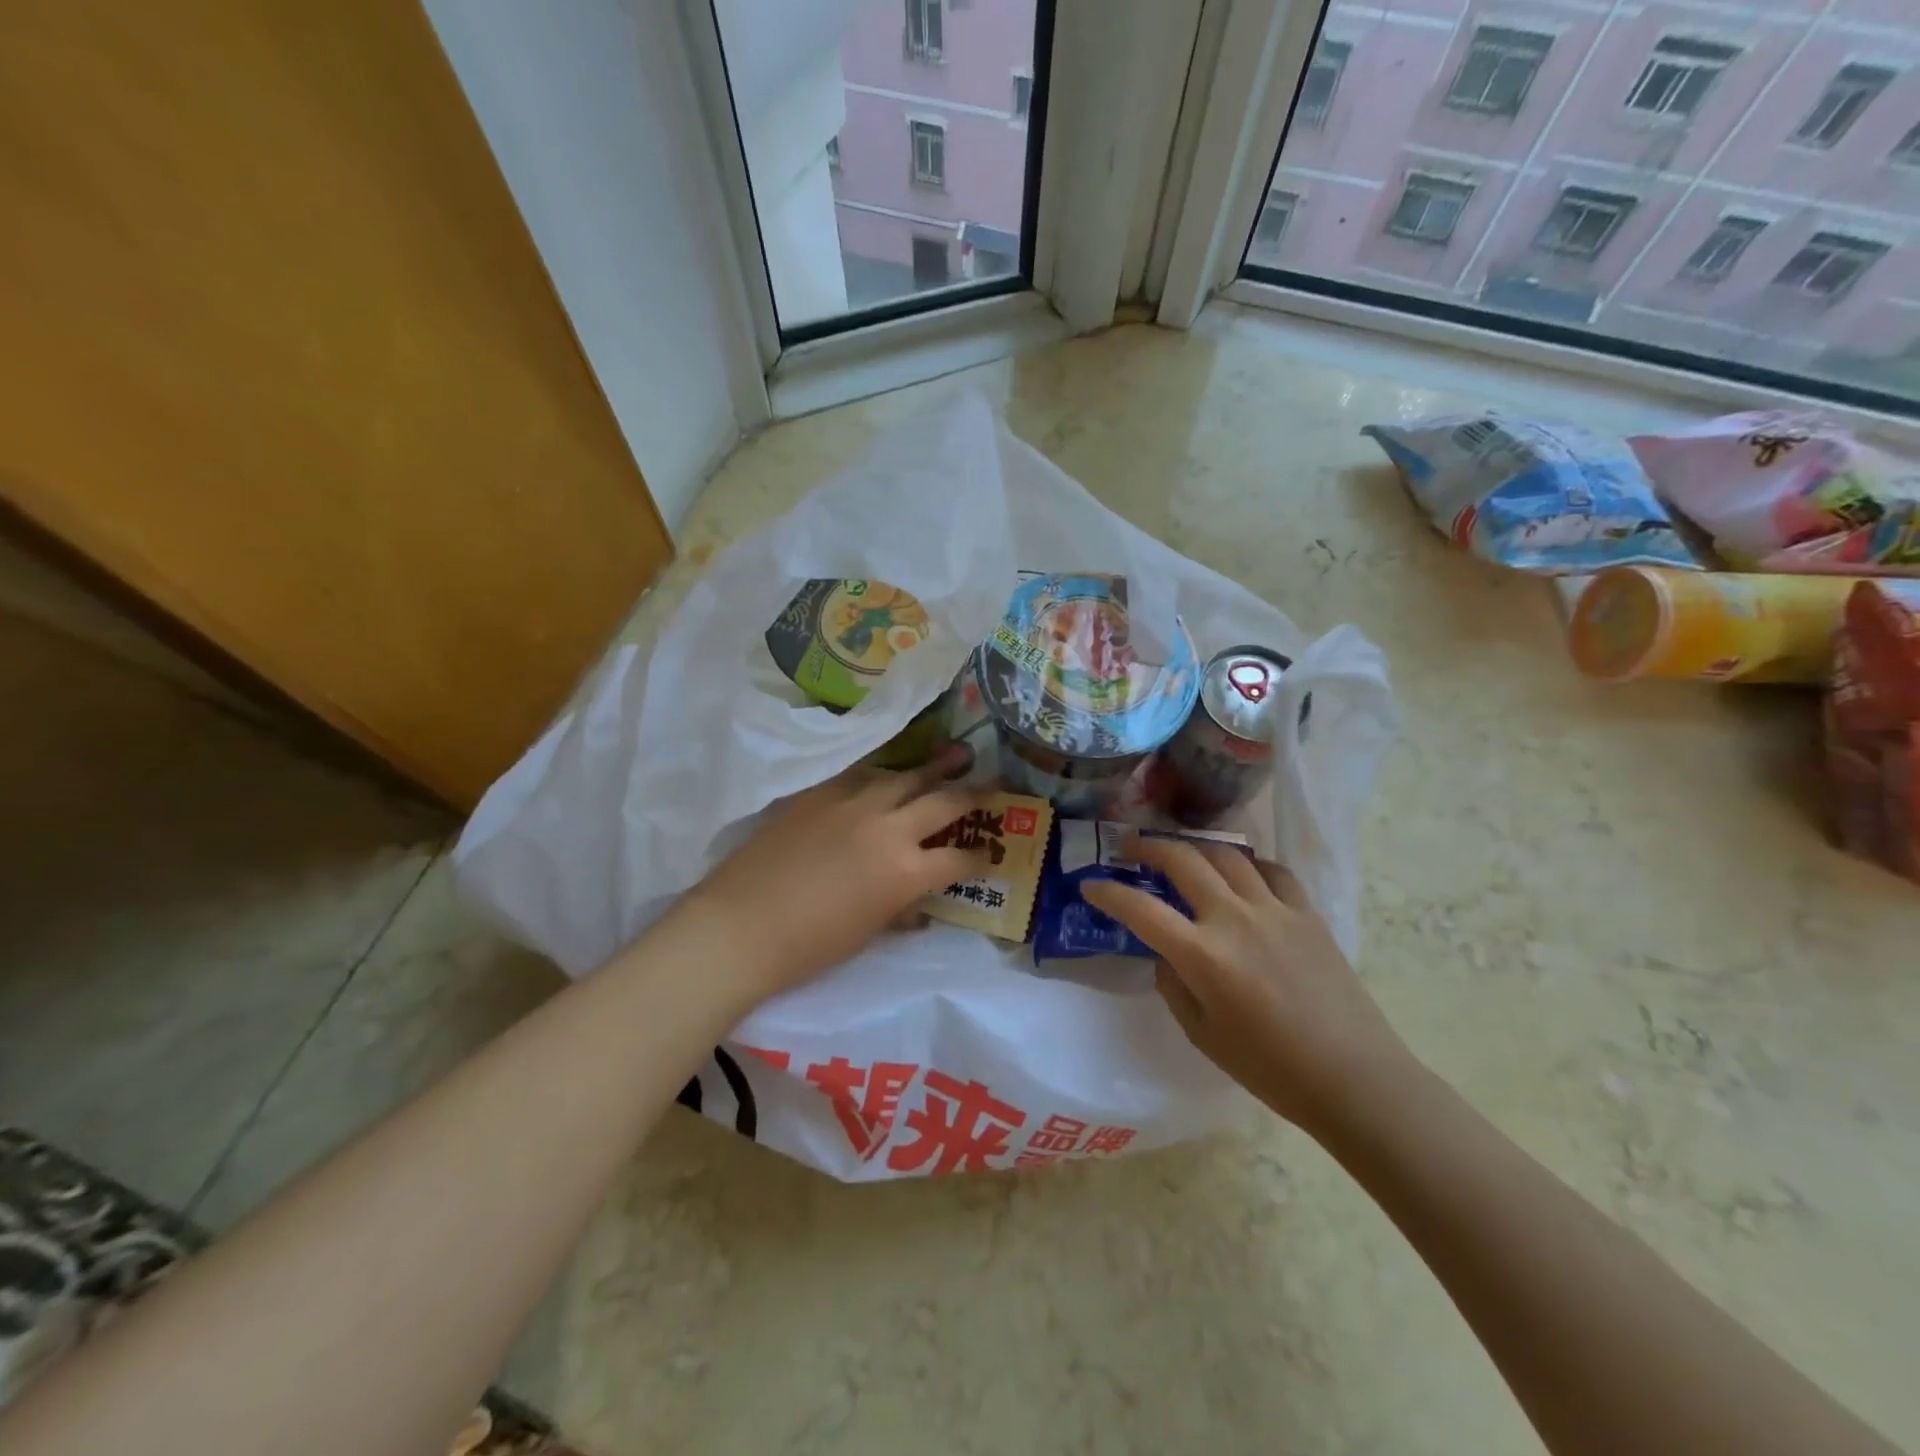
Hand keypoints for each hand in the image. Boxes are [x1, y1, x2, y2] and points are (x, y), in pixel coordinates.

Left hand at [677, 758, 989, 1003]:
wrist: (740, 926)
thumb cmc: (809, 946)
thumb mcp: (869, 933)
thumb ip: (902, 909)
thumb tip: (920, 903)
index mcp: (906, 872)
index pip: (960, 858)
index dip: (982, 857)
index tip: (991, 854)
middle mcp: (889, 827)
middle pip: (945, 802)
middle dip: (977, 793)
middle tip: (998, 784)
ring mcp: (853, 802)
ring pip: (906, 776)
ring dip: (936, 767)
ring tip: (959, 753)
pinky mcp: (821, 792)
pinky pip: (863, 774)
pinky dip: (885, 775)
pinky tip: (892, 772)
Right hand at [1080, 836, 1414, 1137]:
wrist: (1354, 1078)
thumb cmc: (1270, 1069)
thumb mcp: (1202, 1034)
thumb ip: (1173, 985)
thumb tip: (1167, 953)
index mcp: (1203, 956)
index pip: (1140, 908)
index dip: (1108, 892)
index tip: (1091, 884)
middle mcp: (1234, 919)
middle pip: (1183, 860)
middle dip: (1148, 847)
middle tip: (1130, 848)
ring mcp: (1274, 910)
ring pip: (1226, 855)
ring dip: (1195, 847)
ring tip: (1181, 853)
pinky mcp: (1306, 913)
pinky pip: (1271, 872)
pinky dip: (1248, 866)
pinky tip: (1242, 875)